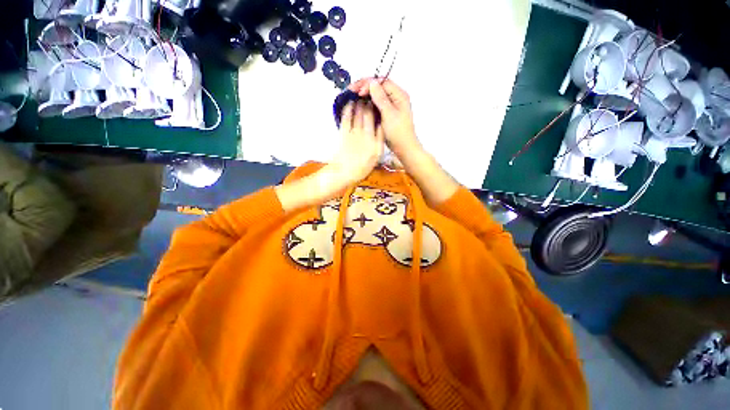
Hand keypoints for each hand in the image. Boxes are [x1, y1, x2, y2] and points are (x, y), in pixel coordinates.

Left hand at [328, 100, 384, 186]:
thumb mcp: (376, 157)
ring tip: (361, 95)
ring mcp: (354, 133)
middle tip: (369, 94)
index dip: (377, 109)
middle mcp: (366, 135)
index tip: (377, 102)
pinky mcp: (343, 133)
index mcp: (375, 142)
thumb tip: (380, 126)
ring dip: (359, 103)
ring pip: (357, 113)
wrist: (344, 173)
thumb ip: (379, 141)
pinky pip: (346, 118)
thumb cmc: (361, 167)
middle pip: (368, 114)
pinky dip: (348, 109)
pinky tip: (349, 103)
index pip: (377, 122)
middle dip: (369, 102)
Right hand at [349, 78, 420, 157]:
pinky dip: (368, 103)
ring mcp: (391, 106)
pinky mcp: (387, 114)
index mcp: (399, 95)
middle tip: (351, 91)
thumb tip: (372, 83)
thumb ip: (381, 98)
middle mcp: (396, 98)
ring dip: (365, 95)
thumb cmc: (399, 133)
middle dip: (364, 87)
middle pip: (378, 87)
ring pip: (376, 95)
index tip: (357, 91)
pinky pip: (376, 104)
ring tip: (353, 97)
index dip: (368, 84)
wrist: (404, 148)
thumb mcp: (389, 114)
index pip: (382, 82)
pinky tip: (360, 105)